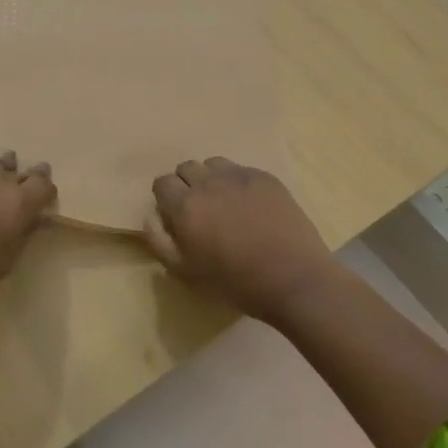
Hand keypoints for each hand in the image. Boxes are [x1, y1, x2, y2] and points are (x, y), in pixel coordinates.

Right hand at [145, 158, 339, 325]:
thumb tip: (152, 216)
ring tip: (224, 203)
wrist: (295, 279)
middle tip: (200, 211)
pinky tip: (251, 205)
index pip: (162, 183)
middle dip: (187, 185)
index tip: (176, 216)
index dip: (166, 199)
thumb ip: (160, 241)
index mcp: (185, 206)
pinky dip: (238, 182)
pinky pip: (241, 169)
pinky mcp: (265, 177)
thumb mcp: (187, 272)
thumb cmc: (237, 283)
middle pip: (186, 168)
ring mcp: (239, 176)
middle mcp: (208, 182)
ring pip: (213, 164)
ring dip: (211, 179)